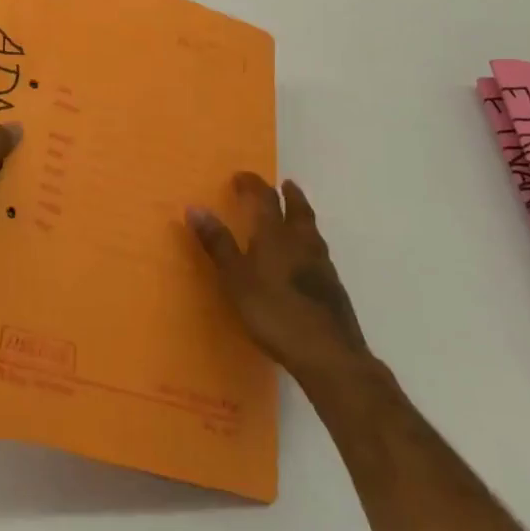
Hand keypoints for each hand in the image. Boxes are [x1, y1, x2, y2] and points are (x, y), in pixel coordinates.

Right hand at [189, 172, 369, 383]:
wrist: (328, 353)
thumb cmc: (274, 311)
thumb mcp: (236, 278)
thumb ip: (218, 243)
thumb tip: (195, 207)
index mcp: (275, 234)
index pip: (264, 198)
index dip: (253, 184)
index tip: (241, 176)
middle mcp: (301, 242)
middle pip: (298, 209)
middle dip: (290, 195)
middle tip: (285, 184)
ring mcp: (322, 265)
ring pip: (312, 230)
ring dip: (302, 217)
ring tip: (296, 216)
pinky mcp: (334, 288)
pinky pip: (319, 253)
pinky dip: (310, 245)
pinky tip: (306, 260)